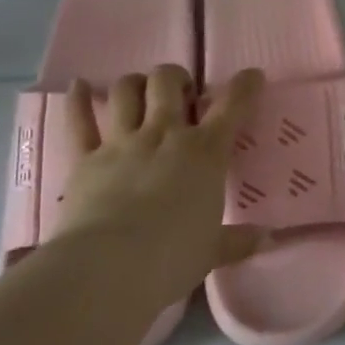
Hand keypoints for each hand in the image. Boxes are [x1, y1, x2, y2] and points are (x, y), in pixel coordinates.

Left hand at [53, 64, 267, 306]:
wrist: (108, 268)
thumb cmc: (172, 257)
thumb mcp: (212, 250)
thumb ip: (238, 240)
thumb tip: (266, 239)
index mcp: (205, 153)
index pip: (232, 107)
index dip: (245, 86)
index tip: (252, 76)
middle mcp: (164, 135)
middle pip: (168, 82)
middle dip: (176, 78)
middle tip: (181, 95)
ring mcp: (122, 143)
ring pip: (127, 91)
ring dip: (136, 83)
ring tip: (141, 92)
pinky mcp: (84, 159)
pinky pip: (78, 121)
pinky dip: (78, 100)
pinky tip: (78, 85)